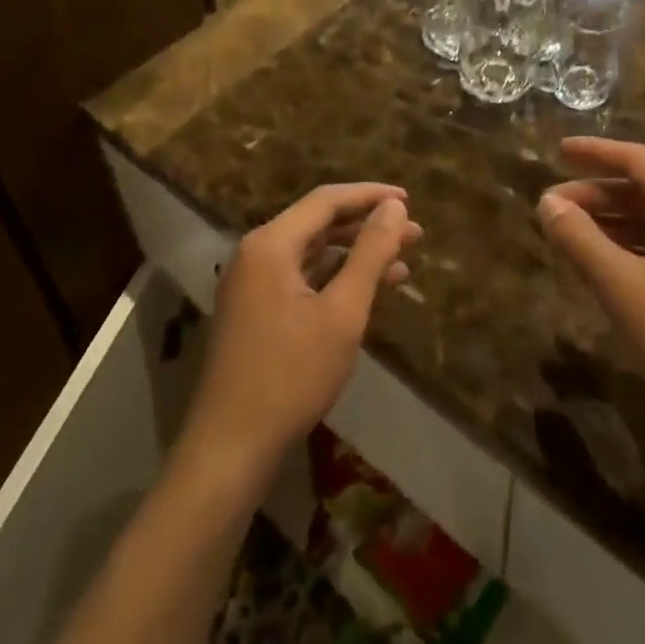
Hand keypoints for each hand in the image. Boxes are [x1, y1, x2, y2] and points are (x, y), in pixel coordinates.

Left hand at [185, 183, 420, 474]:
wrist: (230, 447)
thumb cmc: (291, 375)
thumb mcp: (342, 312)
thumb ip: (370, 253)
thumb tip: (394, 206)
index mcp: (271, 243)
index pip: (326, 200)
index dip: (370, 195)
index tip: (409, 200)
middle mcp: (256, 253)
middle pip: (319, 223)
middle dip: (368, 227)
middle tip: (414, 234)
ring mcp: (252, 283)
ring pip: (312, 252)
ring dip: (355, 255)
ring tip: (403, 263)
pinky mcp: (255, 310)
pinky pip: (301, 278)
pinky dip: (335, 279)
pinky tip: (368, 292)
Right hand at [538, 138, 644, 433]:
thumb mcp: (622, 287)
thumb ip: (580, 239)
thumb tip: (547, 202)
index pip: (637, 160)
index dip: (595, 152)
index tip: (558, 151)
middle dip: (596, 193)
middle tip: (552, 206)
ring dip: (612, 219)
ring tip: (571, 233)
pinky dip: (633, 242)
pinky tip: (607, 261)